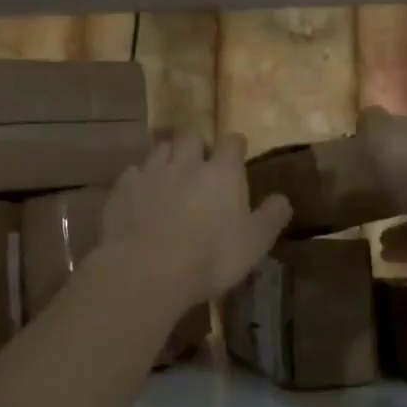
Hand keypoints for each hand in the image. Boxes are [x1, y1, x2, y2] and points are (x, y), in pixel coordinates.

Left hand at [100, 132, 291, 310]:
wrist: (147, 269)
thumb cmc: (210, 257)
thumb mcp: (254, 244)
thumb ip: (271, 217)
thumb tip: (283, 199)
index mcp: (223, 173)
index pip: (232, 142)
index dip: (235, 147)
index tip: (236, 157)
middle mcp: (187, 163)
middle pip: (191, 136)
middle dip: (196, 146)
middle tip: (198, 165)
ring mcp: (152, 172)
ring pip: (160, 149)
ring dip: (168, 157)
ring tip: (170, 175)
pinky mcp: (123, 188)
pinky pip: (133, 173)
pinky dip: (140, 180)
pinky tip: (141, 197)